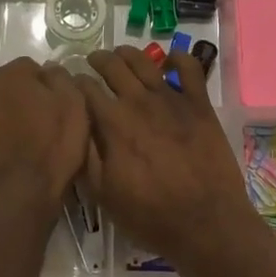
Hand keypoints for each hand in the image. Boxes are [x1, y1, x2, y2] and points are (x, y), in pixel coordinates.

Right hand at [79, 46, 262, 269]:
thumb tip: (74, 125)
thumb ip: (86, 155)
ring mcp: (172, 99)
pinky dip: (178, 58)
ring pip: (145, 61)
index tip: (70, 84)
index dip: (74, 83)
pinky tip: (170, 59)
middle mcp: (139, 102)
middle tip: (93, 62)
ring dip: (128, 53)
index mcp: (113, 123)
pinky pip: (190, 68)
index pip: (86, 89)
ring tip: (121, 54)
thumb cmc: (150, 215)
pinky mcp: (199, 104)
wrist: (206, 223)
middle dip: (98, 60)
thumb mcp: (103, 194)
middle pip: (113, 66)